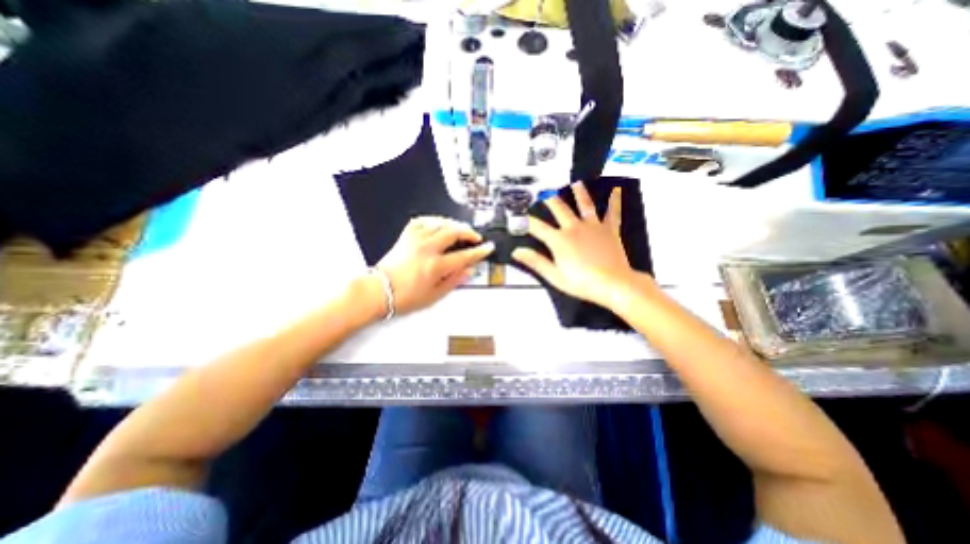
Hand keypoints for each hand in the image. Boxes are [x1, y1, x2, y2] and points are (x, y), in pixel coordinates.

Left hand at [374, 216, 494, 314]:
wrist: (378, 291)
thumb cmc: (405, 297)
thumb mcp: (434, 295)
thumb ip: (454, 281)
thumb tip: (469, 271)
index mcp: (435, 266)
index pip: (464, 255)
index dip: (479, 251)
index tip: (488, 247)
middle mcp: (427, 248)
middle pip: (453, 231)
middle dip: (468, 232)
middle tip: (475, 237)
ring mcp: (415, 239)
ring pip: (440, 222)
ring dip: (454, 224)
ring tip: (460, 230)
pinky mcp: (406, 236)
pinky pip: (422, 220)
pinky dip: (434, 220)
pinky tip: (439, 224)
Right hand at [511, 183, 633, 308]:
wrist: (613, 284)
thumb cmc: (581, 282)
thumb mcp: (554, 276)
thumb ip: (535, 261)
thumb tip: (516, 251)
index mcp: (559, 240)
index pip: (538, 227)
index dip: (527, 221)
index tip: (519, 216)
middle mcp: (574, 228)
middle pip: (560, 209)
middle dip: (550, 199)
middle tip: (544, 191)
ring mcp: (593, 227)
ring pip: (585, 205)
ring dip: (579, 193)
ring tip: (576, 183)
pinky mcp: (610, 230)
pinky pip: (612, 213)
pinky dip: (614, 201)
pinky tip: (617, 190)